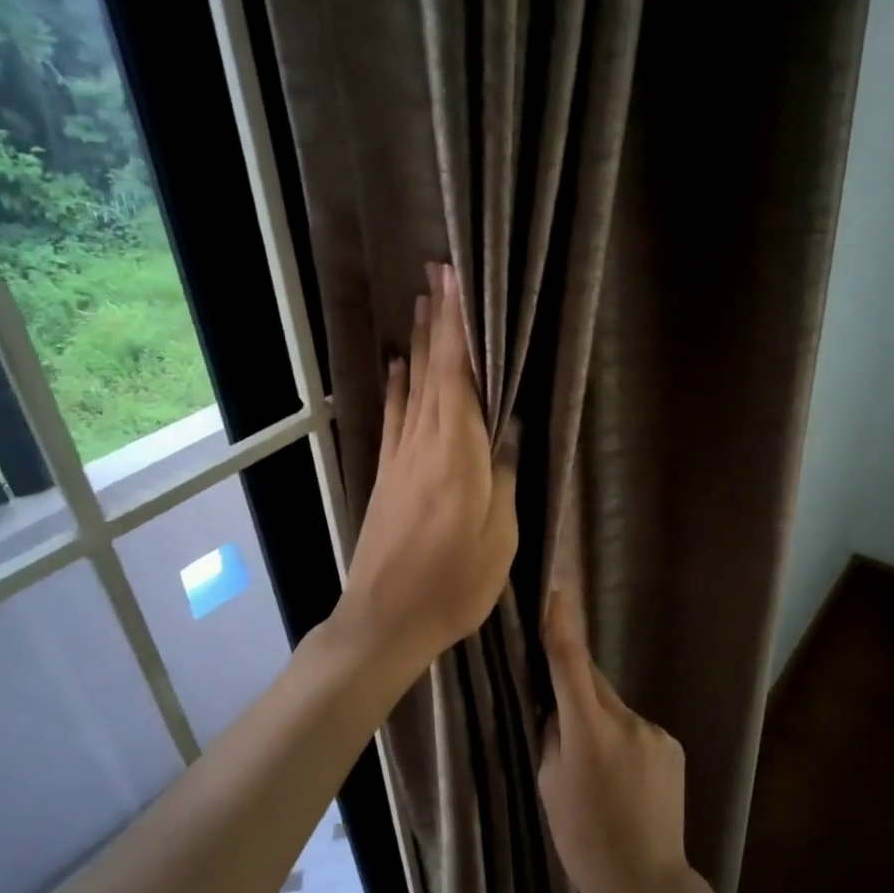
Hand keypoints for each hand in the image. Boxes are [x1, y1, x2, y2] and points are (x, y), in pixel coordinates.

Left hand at [339, 263, 517, 676]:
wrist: (385, 619)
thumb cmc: (453, 584)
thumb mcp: (499, 537)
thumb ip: (503, 478)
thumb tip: (508, 432)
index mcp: (457, 453)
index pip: (458, 376)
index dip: (459, 328)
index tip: (458, 284)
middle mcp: (424, 443)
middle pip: (433, 371)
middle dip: (439, 320)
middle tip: (440, 272)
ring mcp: (400, 458)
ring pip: (413, 387)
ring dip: (420, 343)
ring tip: (423, 302)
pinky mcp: (388, 476)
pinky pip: (395, 417)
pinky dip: (397, 386)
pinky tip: (399, 366)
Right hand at [538, 583, 691, 892]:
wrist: (647, 883)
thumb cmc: (584, 840)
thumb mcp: (549, 786)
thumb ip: (553, 735)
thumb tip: (558, 709)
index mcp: (589, 730)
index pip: (570, 663)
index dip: (562, 624)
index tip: (556, 590)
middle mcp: (627, 720)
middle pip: (592, 683)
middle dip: (575, 688)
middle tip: (560, 715)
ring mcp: (655, 732)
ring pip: (614, 709)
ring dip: (600, 723)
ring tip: (597, 771)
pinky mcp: (672, 746)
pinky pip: (636, 729)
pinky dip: (623, 741)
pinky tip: (623, 780)